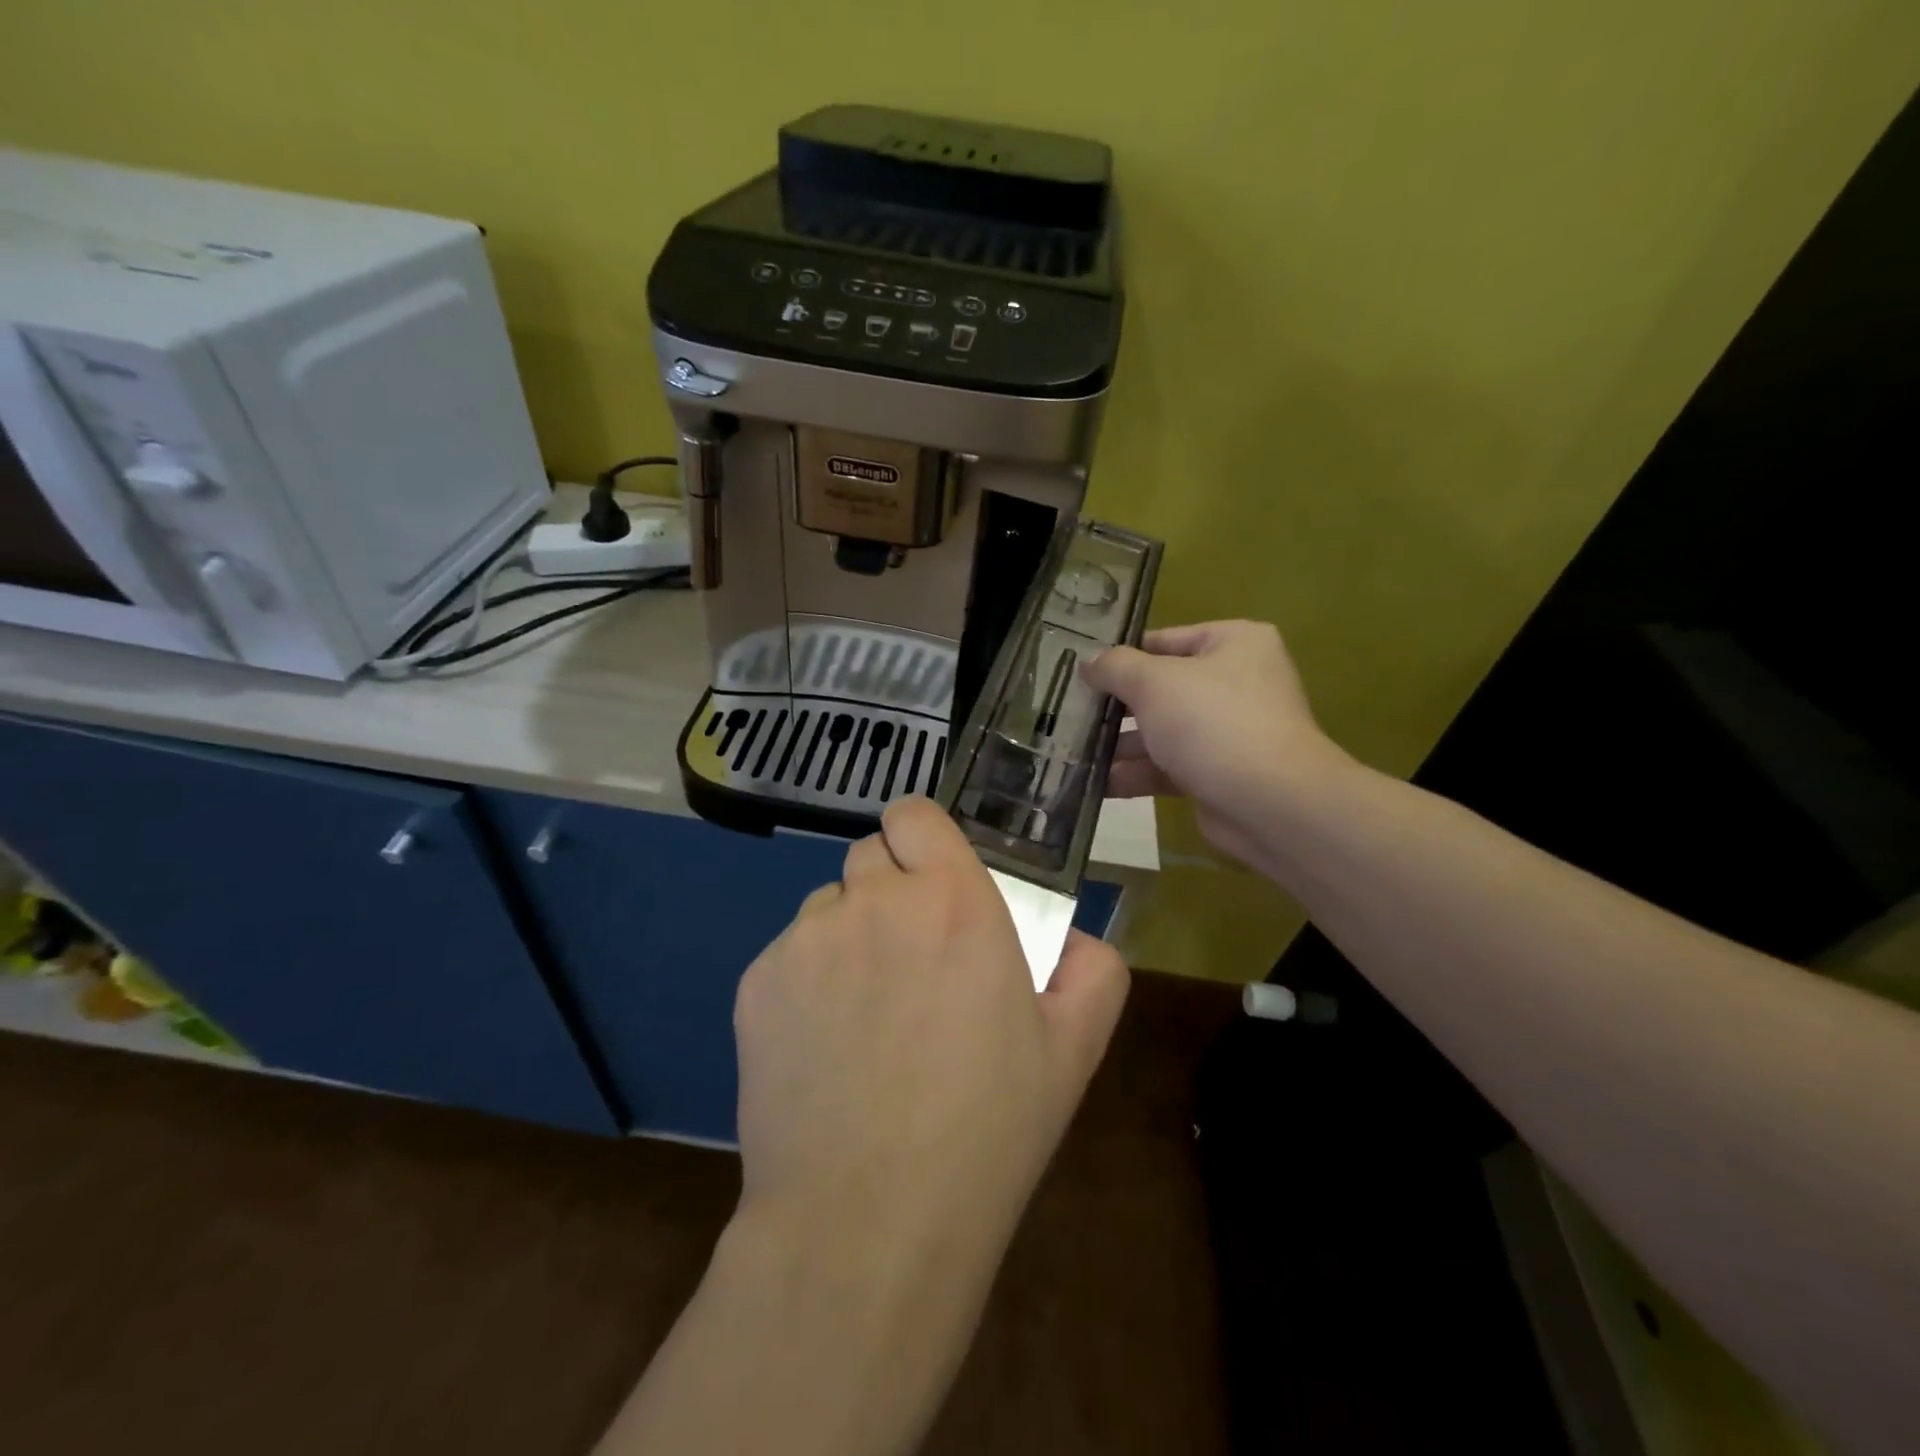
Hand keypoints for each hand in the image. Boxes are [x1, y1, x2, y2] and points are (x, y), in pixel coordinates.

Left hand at [733, 797, 1129, 1252]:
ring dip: (849, 935)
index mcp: (951, 901)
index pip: (914, 814)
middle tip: (910, 959)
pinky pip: (789, 957)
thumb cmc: (985, 1131)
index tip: (935, 880)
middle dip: (891, 889)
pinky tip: (825, 1050)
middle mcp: (873, 900)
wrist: (867, 1222)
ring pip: (828, 906)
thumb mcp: (1074, 1052)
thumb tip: (1074, 939)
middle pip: (870, 855)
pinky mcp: (757, 983)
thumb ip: (1094, 971)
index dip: (923, 840)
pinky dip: (807, 983)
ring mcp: (806, 940)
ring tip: (866, 1014)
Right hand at [1083, 620, 1348, 865]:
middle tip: (1068, 714)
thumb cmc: (1213, 723)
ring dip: (1119, 745)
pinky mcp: (1218, 774)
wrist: (1270, 804)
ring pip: (1161, 731)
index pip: (1163, 640)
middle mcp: (1235, 683)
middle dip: (1115, 706)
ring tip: (1072, 753)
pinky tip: (1095, 784)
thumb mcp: (1154, 682)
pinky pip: (1168, 767)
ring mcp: (1228, 731)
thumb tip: (1088, 662)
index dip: (1120, 656)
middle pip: (1160, 688)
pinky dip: (1135, 775)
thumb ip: (1116, 667)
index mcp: (1233, 644)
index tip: (1079, 672)